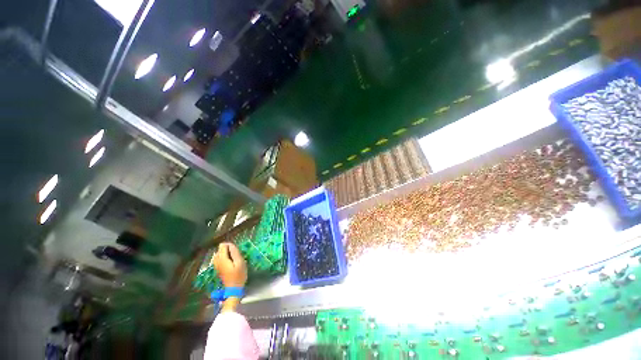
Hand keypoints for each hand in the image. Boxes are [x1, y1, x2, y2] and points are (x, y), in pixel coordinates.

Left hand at [213, 242, 246, 287]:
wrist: (233, 289)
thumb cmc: (238, 275)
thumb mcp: (240, 263)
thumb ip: (235, 253)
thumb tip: (231, 245)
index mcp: (222, 259)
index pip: (222, 245)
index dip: (230, 245)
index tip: (236, 250)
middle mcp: (217, 261)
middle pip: (220, 249)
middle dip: (228, 249)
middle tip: (235, 255)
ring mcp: (217, 265)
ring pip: (219, 254)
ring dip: (226, 253)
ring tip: (233, 258)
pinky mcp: (218, 269)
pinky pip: (219, 259)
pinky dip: (224, 258)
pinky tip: (230, 262)